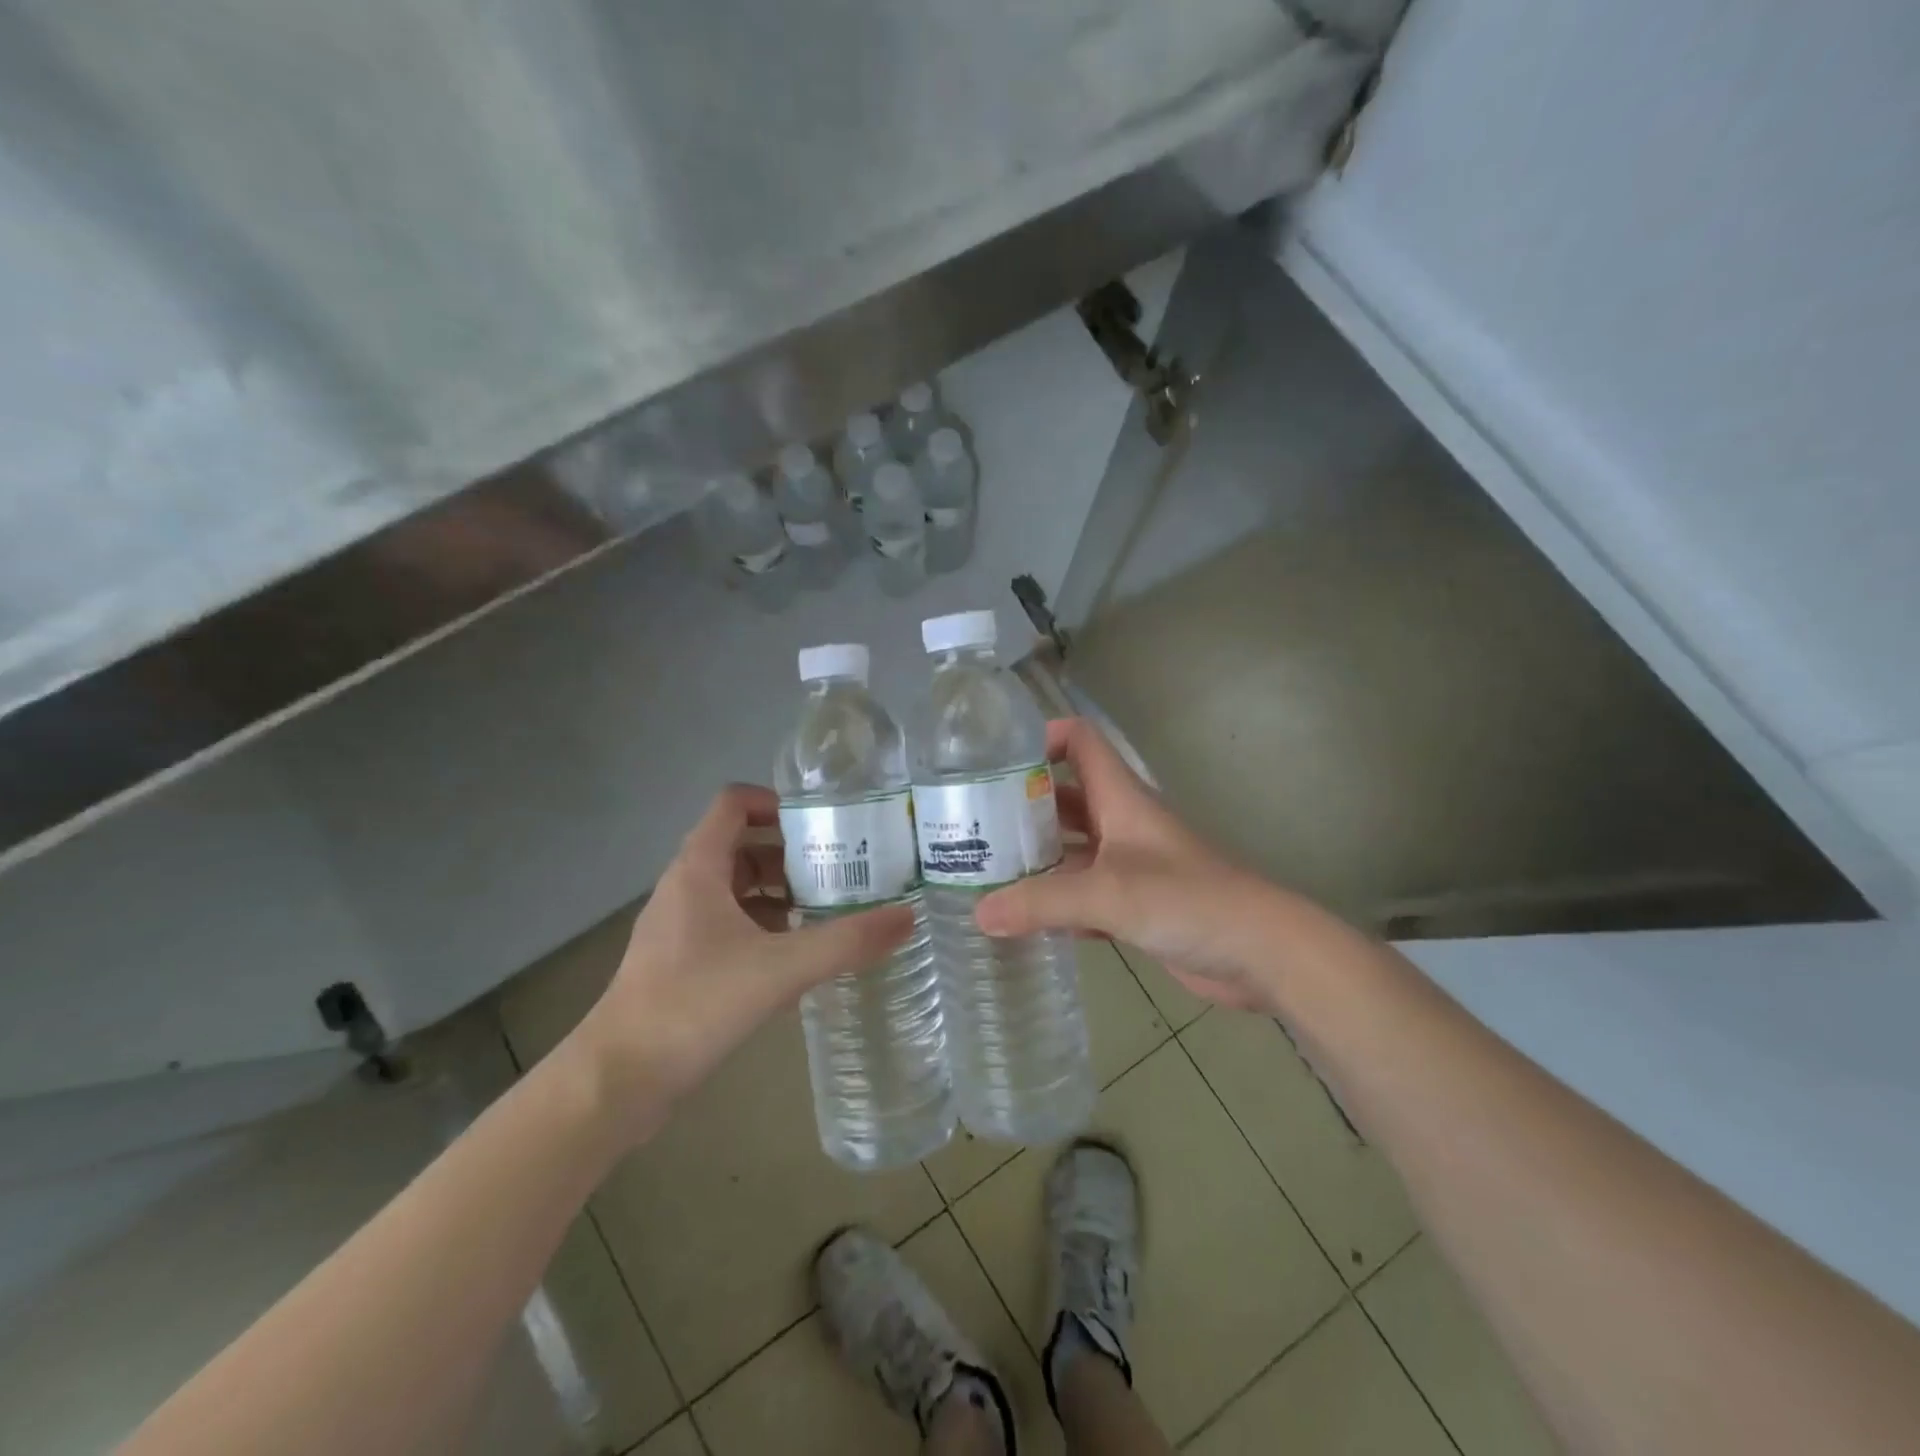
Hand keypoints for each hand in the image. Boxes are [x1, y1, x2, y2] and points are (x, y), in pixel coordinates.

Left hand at [566, 784, 912, 1138]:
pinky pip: (730, 925)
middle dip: (791, 853)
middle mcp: (686, 888)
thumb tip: (908, 916)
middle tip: (841, 870)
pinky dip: (764, 927)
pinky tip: (797, 956)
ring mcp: (680, 927)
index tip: (823, 824)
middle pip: (742, 846)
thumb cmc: (693, 1005)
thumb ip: (846, 942)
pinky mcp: (682, 963)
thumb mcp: (780, 969)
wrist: (617, 1081)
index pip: (734, 804)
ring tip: (829, 910)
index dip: (777, 803)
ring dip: (780, 892)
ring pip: (737, 889)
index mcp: (699, 869)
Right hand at [975, 719, 1294, 1012]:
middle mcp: (1121, 822)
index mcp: (1120, 797)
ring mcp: (1129, 864)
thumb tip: (978, 913)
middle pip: (1065, 797)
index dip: (1041, 739)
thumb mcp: (1109, 894)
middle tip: (971, 824)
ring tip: (983, 870)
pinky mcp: (1135, 903)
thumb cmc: (1188, 900)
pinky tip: (1022, 918)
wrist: (1260, 951)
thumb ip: (1042, 902)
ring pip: (1072, 848)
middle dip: (1021, 806)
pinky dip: (1055, 901)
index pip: (1080, 741)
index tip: (993, 762)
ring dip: (1035, 857)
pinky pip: (1084, 892)